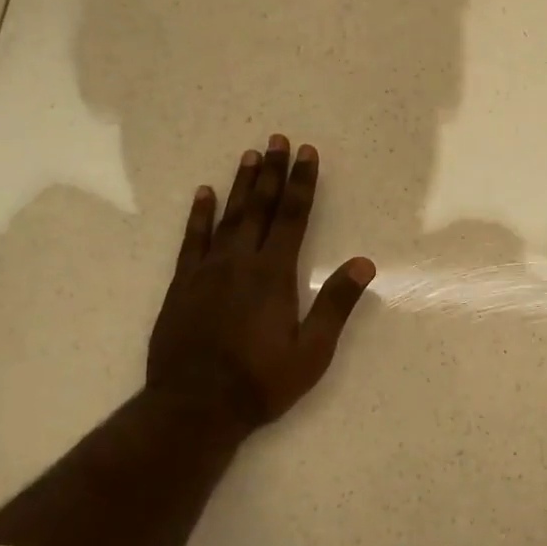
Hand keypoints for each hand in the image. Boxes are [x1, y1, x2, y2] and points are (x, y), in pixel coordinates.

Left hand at [146, 134, 374, 435]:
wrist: (194, 406)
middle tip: (277, 139)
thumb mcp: (311, 351)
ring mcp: (207, 271)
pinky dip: (199, 215)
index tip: (306, 153)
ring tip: (249, 155)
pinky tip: (204, 195)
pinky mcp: (182, 285)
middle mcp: (240, 262)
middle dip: (271, 172)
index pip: (292, 217)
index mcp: (274, 275)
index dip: (301, 183)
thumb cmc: (260, 382)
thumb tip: (364, 263)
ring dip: (240, 185)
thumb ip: (335, 304)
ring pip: (228, 217)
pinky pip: (192, 240)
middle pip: (260, 207)